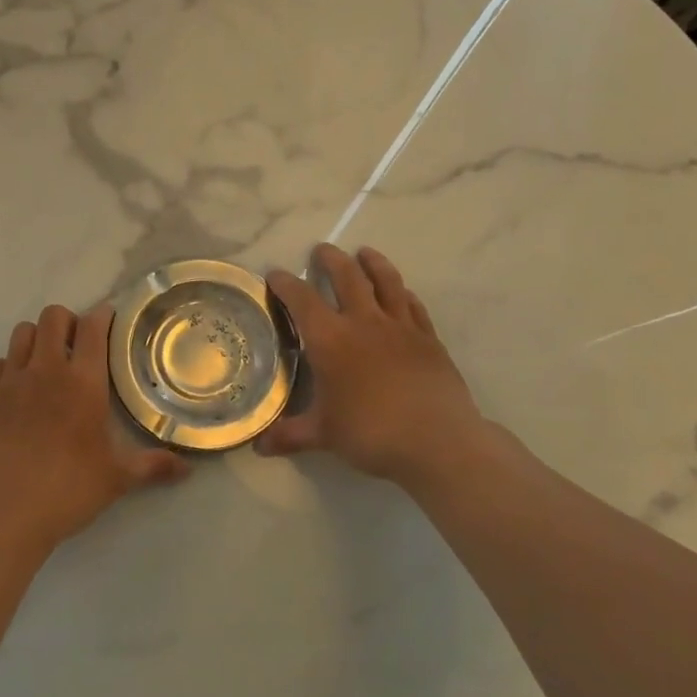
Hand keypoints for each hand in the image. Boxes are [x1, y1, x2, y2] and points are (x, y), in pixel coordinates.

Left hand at [0, 303, 186, 557]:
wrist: (3, 513)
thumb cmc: (68, 490)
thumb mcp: (117, 478)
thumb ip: (152, 466)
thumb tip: (188, 469)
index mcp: (83, 382)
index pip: (92, 327)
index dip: (101, 315)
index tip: (108, 318)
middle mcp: (46, 370)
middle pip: (53, 317)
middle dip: (67, 321)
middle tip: (77, 343)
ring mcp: (10, 381)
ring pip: (22, 333)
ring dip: (37, 338)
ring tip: (47, 360)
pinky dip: (9, 366)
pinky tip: (17, 388)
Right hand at [259, 244, 521, 492]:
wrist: (437, 441)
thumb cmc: (371, 432)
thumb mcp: (324, 435)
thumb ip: (290, 435)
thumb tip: (259, 446)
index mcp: (331, 339)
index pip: (302, 299)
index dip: (285, 283)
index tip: (275, 274)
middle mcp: (364, 322)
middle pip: (347, 276)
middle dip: (331, 260)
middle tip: (321, 250)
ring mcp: (401, 327)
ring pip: (386, 281)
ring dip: (372, 263)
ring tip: (364, 253)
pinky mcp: (428, 338)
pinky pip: (413, 305)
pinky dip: (403, 293)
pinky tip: (402, 293)